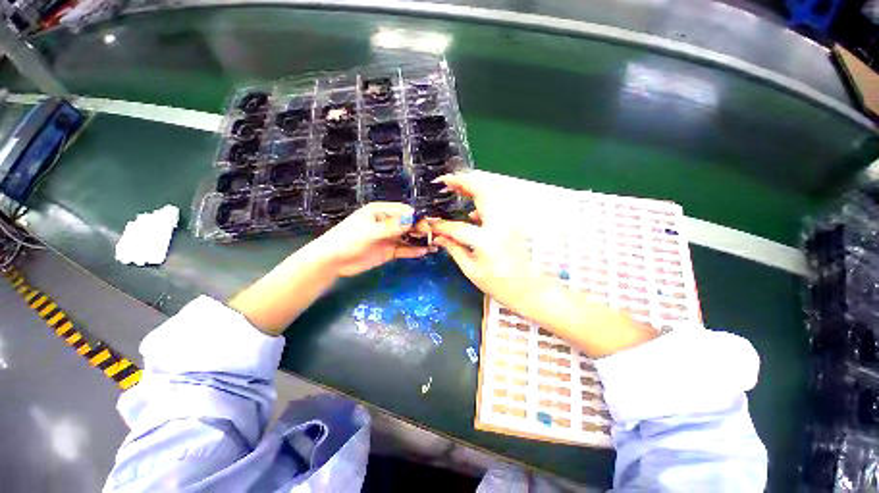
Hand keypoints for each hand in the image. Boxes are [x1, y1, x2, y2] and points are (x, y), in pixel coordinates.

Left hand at [314, 202, 429, 276]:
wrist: (332, 261)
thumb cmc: (347, 240)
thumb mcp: (369, 231)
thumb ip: (391, 227)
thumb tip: (413, 219)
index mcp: (380, 212)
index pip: (404, 211)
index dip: (417, 217)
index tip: (428, 224)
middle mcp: (387, 223)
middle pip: (409, 224)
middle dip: (421, 228)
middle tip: (434, 235)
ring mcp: (389, 237)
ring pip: (408, 237)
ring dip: (420, 240)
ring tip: (435, 243)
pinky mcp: (389, 251)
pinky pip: (404, 249)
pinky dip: (414, 251)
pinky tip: (424, 252)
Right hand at [427, 172, 540, 307]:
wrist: (529, 290)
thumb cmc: (499, 285)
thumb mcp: (471, 270)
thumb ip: (454, 249)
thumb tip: (438, 237)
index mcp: (486, 240)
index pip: (457, 227)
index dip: (440, 225)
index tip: (428, 222)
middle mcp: (500, 224)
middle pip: (482, 192)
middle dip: (463, 182)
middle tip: (445, 181)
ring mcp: (509, 221)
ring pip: (492, 193)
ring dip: (473, 187)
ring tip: (456, 188)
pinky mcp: (513, 222)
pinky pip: (497, 203)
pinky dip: (483, 200)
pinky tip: (472, 212)